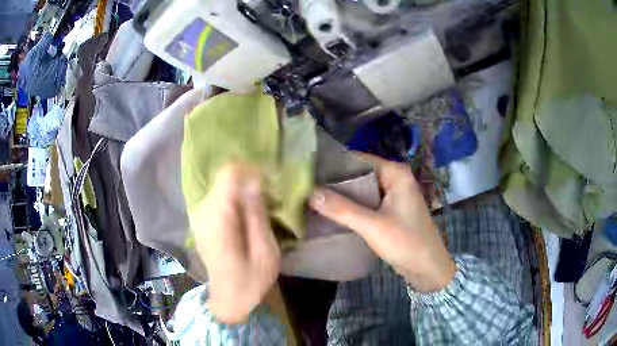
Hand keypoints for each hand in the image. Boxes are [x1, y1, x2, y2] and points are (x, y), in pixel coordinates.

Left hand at [194, 164, 279, 323]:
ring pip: (223, 185)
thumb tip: (255, 181)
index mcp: (218, 217)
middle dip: (250, 180)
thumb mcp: (265, 251)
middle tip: (272, 194)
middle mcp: (203, 210)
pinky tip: (249, 213)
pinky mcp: (201, 219)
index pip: (229, 172)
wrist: (228, 299)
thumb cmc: (250, 280)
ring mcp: (199, 214)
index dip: (252, 169)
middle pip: (226, 177)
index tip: (272, 178)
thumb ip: (257, 214)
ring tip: (264, 204)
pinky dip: (236, 198)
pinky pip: (219, 197)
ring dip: (244, 189)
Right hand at [309, 154, 455, 292]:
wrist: (428, 268)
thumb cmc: (406, 243)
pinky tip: (330, 210)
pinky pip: (366, 202)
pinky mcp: (389, 210)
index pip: (358, 159)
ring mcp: (392, 195)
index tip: (308, 171)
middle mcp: (394, 179)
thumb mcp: (372, 226)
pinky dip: (350, 206)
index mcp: (395, 173)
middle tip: (306, 186)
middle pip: (359, 174)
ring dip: (341, 195)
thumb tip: (309, 192)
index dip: (334, 164)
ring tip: (312, 196)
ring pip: (361, 189)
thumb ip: (341, 209)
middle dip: (335, 181)